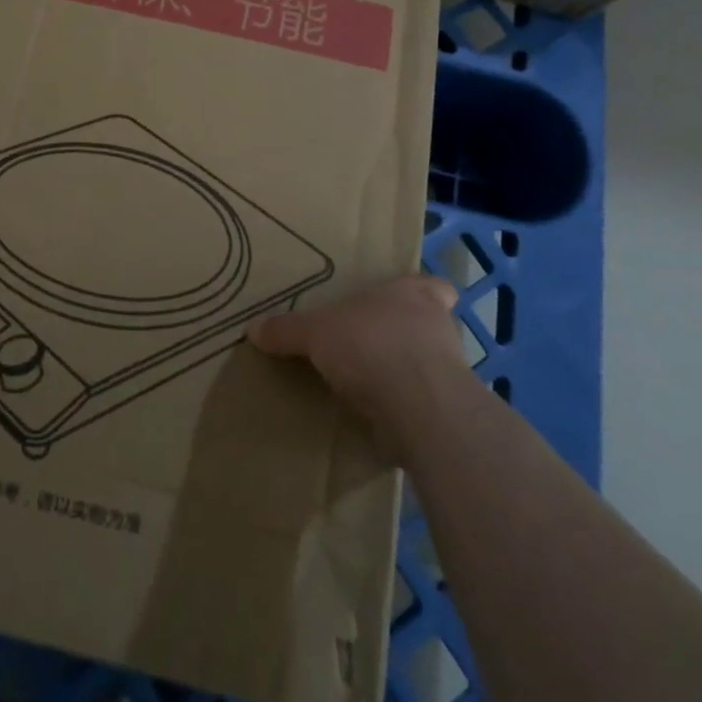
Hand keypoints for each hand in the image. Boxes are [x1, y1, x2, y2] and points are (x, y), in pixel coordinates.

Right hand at [249, 275, 473, 451]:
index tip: (402, 305)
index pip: (433, 285)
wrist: (419, 407)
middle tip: (374, 343)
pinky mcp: (447, 411)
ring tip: (371, 384)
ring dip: (406, 373)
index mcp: (411, 293)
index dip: (421, 294)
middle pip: (429, 324)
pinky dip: (405, 408)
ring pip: (429, 365)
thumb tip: (253, 328)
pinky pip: (424, 404)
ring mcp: (448, 371)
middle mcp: (437, 325)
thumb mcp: (315, 332)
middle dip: (406, 335)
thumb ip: (287, 330)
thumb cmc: (371, 344)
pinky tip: (379, 416)